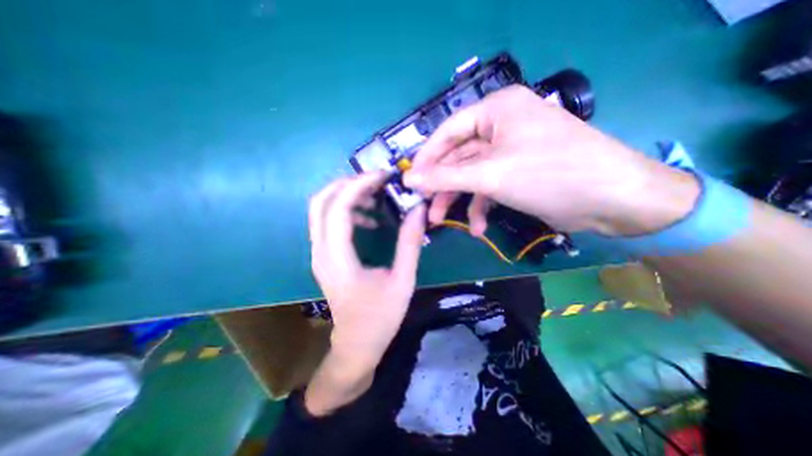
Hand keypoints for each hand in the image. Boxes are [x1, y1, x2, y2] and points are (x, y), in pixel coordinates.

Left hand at [308, 170, 426, 412]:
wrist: (356, 345)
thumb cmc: (381, 317)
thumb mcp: (403, 280)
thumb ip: (409, 243)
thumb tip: (417, 210)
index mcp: (339, 259)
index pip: (339, 208)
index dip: (359, 185)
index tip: (383, 176)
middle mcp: (321, 252)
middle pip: (320, 202)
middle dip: (347, 183)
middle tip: (376, 181)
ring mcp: (319, 254)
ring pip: (321, 210)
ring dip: (346, 195)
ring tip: (375, 196)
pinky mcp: (324, 256)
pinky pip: (327, 222)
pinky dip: (346, 210)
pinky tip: (368, 218)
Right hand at [404, 84, 697, 237]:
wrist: (611, 200)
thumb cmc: (548, 174)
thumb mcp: (489, 175)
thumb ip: (445, 177)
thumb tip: (409, 180)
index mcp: (496, 111)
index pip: (448, 131)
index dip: (426, 157)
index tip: (411, 180)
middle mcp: (502, 127)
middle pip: (458, 157)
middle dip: (442, 185)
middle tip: (425, 207)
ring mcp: (510, 152)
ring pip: (472, 175)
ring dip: (458, 199)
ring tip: (443, 221)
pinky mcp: (517, 174)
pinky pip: (489, 187)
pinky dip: (480, 207)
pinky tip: (477, 228)